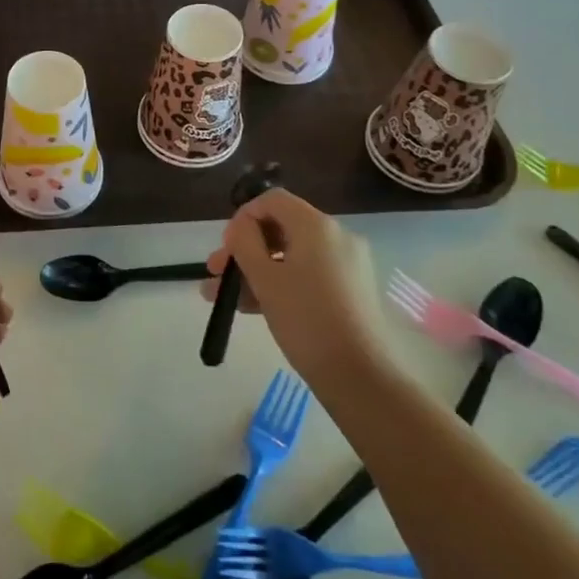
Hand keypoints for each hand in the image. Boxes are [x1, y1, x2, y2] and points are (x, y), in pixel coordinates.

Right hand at [203, 189, 387, 385]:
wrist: (362, 378)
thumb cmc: (307, 320)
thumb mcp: (265, 279)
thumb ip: (244, 243)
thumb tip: (240, 227)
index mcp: (316, 226)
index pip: (272, 200)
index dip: (243, 217)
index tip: (226, 247)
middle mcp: (336, 236)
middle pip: (280, 228)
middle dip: (244, 249)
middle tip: (216, 273)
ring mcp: (346, 265)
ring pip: (290, 256)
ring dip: (255, 271)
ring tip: (223, 298)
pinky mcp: (349, 291)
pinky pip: (306, 275)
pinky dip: (279, 284)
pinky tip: (250, 307)